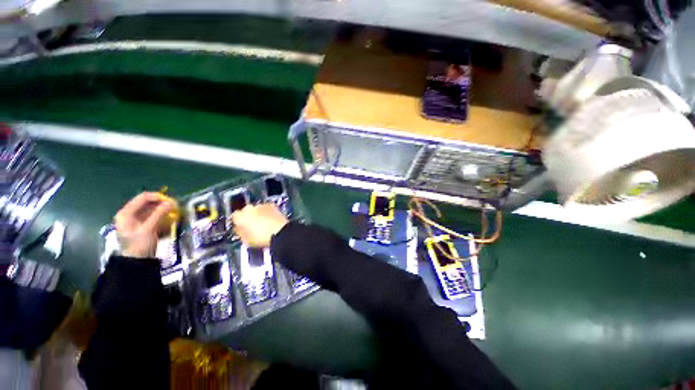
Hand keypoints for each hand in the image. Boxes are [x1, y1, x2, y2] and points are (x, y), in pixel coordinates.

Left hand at [114, 192, 175, 257]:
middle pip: (147, 203)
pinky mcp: (143, 225)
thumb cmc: (139, 244)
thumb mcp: (149, 229)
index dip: (157, 196)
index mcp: (126, 213)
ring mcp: (136, 220)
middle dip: (162, 203)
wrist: (137, 262)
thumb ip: (159, 214)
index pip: (142, 198)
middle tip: (175, 206)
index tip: (171, 200)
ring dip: (163, 209)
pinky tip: (170, 217)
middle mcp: (130, 214)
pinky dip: (162, 215)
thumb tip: (171, 202)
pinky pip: (154, 215)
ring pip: (152, 209)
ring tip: (175, 211)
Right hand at [231, 204, 288, 247]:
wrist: (280, 232)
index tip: (242, 228)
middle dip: (248, 217)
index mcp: (240, 217)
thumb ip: (241, 233)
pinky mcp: (272, 205)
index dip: (238, 223)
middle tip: (253, 225)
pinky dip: (268, 212)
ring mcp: (261, 205)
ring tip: (264, 223)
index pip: (235, 217)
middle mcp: (250, 208)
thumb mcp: (246, 240)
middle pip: (246, 211)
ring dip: (258, 214)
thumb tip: (240, 229)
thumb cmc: (261, 238)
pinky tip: (271, 219)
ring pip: (257, 209)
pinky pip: (267, 208)